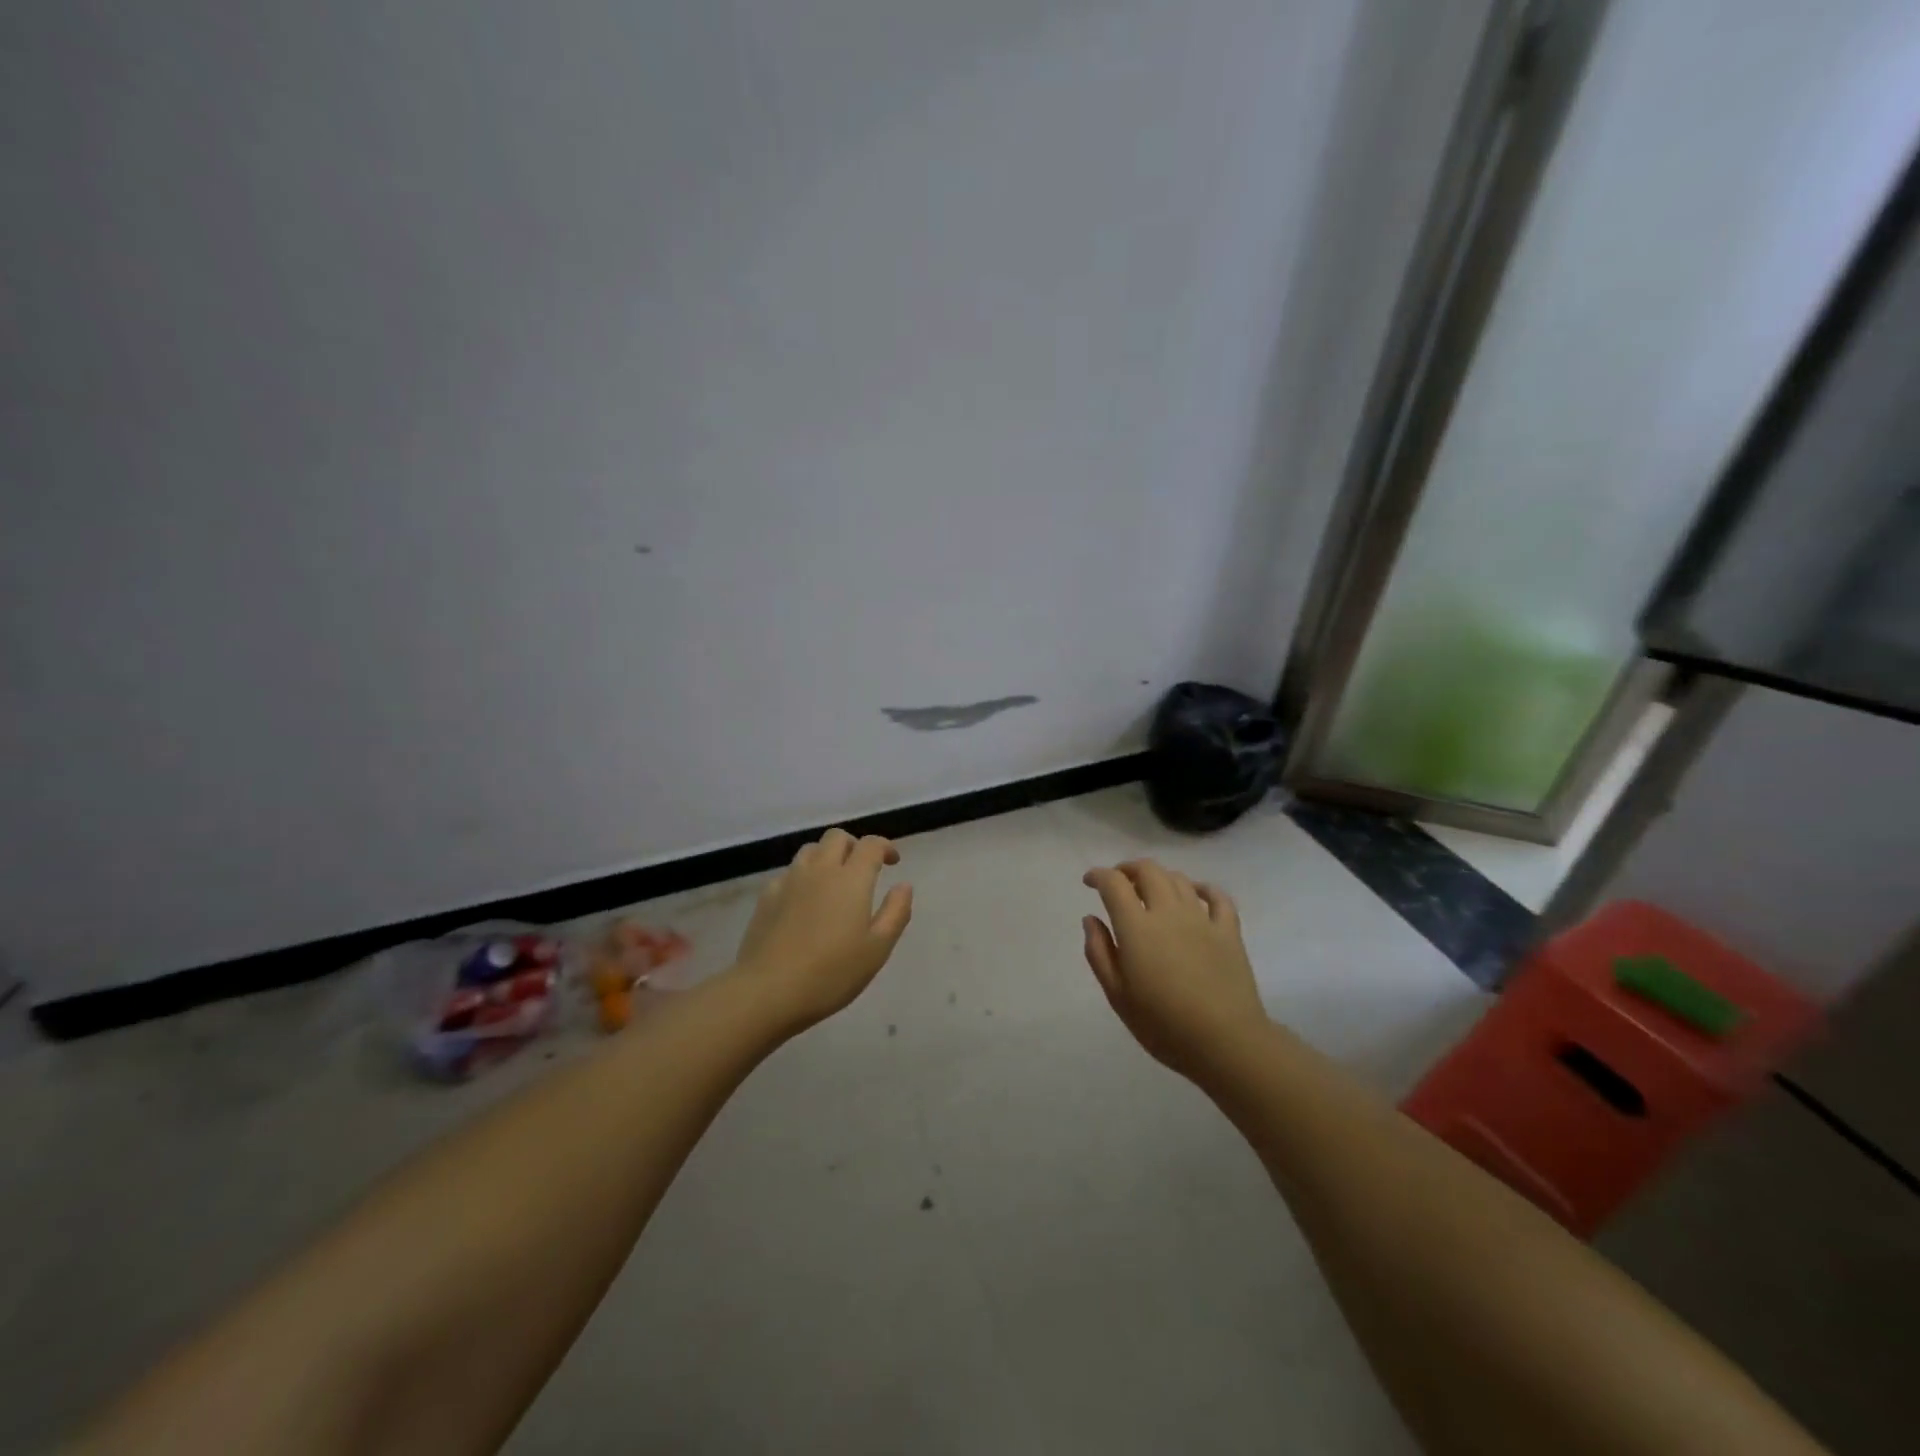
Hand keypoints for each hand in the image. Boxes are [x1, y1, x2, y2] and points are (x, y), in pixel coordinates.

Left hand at [731, 828, 913, 1030]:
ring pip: (810, 850)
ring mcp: (789, 881)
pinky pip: (789, 873)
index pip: (870, 845)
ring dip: (827, 856)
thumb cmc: (831, 973)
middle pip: (837, 838)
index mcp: (851, 879)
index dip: (884, 847)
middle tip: (864, 868)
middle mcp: (820, 870)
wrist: (768, 991)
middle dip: (855, 845)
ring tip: (834, 881)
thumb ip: (895, 912)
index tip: (893, 861)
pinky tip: (804, 900)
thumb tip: (903, 885)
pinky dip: (803, 876)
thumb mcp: (877, 949)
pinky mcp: (766, 897)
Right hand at [1081, 860, 1267, 1080]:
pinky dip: (1203, 888)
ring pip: (1179, 879)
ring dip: (1160, 877)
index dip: (1099, 875)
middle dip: (1128, 869)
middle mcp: (1168, 912)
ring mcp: (1202, 919)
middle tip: (1119, 882)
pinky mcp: (1229, 931)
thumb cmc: (1163, 1024)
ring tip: (1151, 891)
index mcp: (1137, 927)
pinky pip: (1218, 897)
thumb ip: (1099, 952)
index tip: (1090, 882)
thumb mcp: (1117, 995)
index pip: (1114, 883)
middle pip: (1148, 870)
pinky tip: (1196, 894)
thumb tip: (1090, 919)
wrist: (1226, 1043)